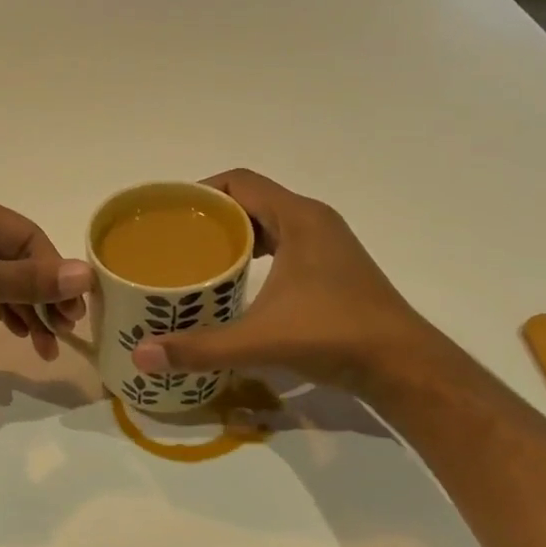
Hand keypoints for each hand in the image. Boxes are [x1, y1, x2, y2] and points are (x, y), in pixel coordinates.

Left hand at [0, 187, 92, 375]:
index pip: (26, 236)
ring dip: (30, 311)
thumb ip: (28, 279)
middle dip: (44, 295)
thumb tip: (87, 275)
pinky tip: (24, 335)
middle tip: (67, 330)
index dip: (54, 271)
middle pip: (19, 259)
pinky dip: (8, 314)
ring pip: (5, 282)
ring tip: (48, 346)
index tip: (76, 309)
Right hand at [131, 169, 431, 390]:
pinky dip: (256, 251)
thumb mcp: (261, 340)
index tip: (167, 212)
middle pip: (252, 199)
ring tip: (197, 258)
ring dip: (234, 234)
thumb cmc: (334, 336)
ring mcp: (327, 244)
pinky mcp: (332, 267)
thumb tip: (142, 355)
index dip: (200, 189)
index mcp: (298, 218)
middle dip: (211, 215)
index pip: (240, 181)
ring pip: (269, 222)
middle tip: (173, 239)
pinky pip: (284, 243)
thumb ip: (200, 347)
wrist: (403, 365)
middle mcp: (313, 221)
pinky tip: (236, 281)